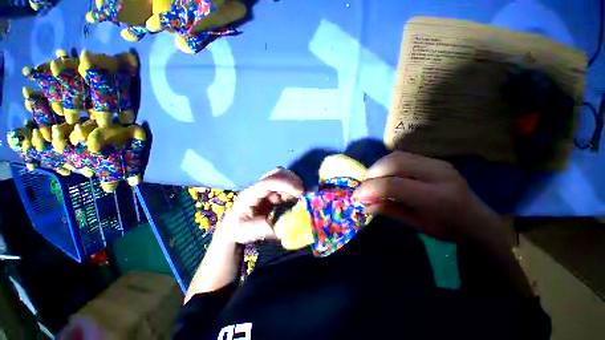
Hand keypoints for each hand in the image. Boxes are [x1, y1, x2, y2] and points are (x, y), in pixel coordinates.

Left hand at [217, 168, 303, 244]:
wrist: (236, 226)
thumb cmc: (238, 227)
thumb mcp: (245, 231)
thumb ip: (258, 228)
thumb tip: (275, 225)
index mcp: (251, 193)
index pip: (268, 182)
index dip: (285, 184)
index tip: (299, 192)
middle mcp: (259, 186)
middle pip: (277, 173)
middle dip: (292, 180)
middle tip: (302, 194)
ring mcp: (266, 187)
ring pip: (283, 176)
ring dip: (294, 185)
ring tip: (298, 198)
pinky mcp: (272, 191)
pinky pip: (286, 185)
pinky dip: (293, 190)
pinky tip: (294, 200)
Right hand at [353, 151, 502, 241]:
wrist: (477, 219)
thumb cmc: (447, 228)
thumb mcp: (415, 224)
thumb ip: (388, 210)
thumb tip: (363, 205)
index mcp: (436, 197)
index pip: (393, 185)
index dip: (369, 189)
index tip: (356, 196)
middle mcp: (438, 174)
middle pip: (395, 162)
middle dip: (373, 173)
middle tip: (365, 186)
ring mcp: (437, 163)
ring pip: (397, 156)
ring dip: (379, 166)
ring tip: (373, 180)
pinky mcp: (434, 160)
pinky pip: (404, 156)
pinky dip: (388, 164)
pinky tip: (386, 175)